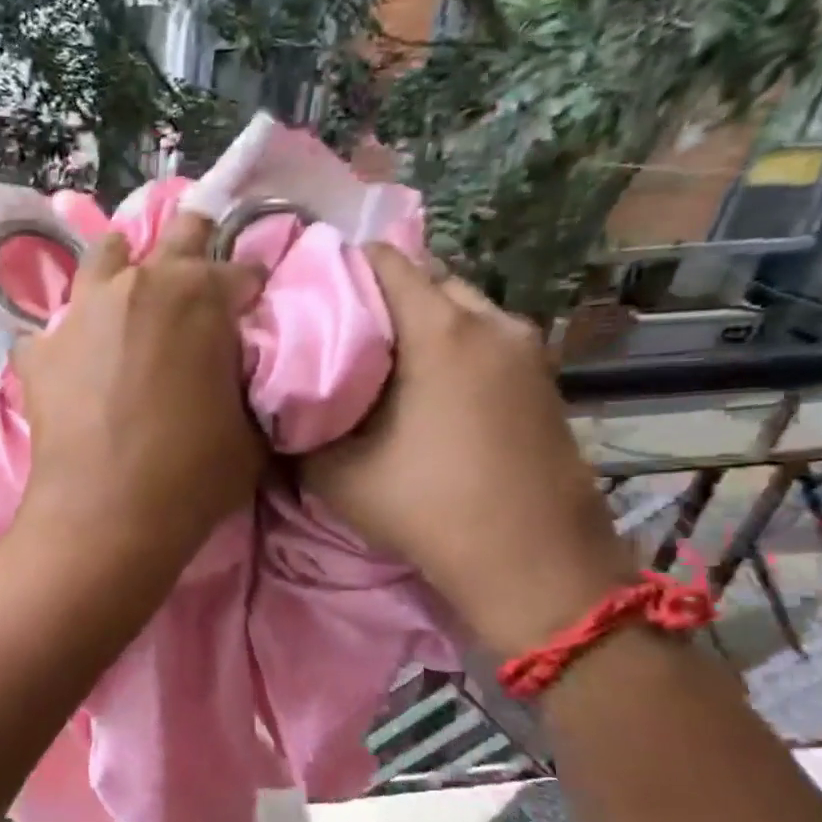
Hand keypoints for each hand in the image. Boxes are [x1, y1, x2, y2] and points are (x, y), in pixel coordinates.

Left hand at [13, 213, 266, 567]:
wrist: (106, 515)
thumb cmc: (192, 476)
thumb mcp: (250, 431)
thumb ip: (245, 385)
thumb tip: (234, 374)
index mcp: (201, 295)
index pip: (241, 271)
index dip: (250, 291)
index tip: (251, 308)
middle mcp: (138, 286)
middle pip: (173, 237)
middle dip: (192, 246)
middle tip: (197, 274)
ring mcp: (80, 313)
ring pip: (102, 260)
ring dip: (122, 270)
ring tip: (128, 297)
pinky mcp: (39, 352)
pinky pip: (52, 331)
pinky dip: (67, 341)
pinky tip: (72, 364)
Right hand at [302, 245, 635, 657]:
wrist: (534, 563)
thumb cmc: (429, 508)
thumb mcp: (336, 474)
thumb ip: (299, 428)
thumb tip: (279, 404)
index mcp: (441, 330)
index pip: (385, 259)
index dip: (338, 268)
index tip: (306, 297)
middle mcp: (492, 322)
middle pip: (426, 277)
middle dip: (378, 294)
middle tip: (336, 332)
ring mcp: (527, 349)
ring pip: (460, 306)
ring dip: (417, 321)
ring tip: (377, 360)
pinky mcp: (543, 378)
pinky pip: (485, 337)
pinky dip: (449, 344)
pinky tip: (423, 388)